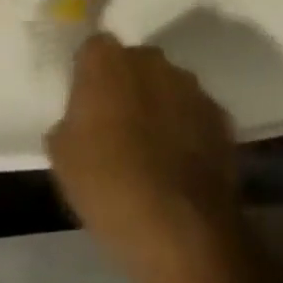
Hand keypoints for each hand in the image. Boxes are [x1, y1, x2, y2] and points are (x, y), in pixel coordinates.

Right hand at [45, 34, 243, 282]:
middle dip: (126, 88)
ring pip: (166, 87)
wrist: (181, 231)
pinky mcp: (219, 115)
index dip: (89, 77)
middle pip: (133, 64)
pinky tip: (180, 168)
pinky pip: (194, 114)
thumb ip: (69, 122)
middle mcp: (149, 59)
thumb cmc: (109, 187)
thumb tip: (80, 120)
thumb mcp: (63, 159)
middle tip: (118, 130)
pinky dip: (188, 131)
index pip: (92, 51)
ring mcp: (189, 85)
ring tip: (153, 153)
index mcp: (105, 60)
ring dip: (159, 108)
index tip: (86, 107)